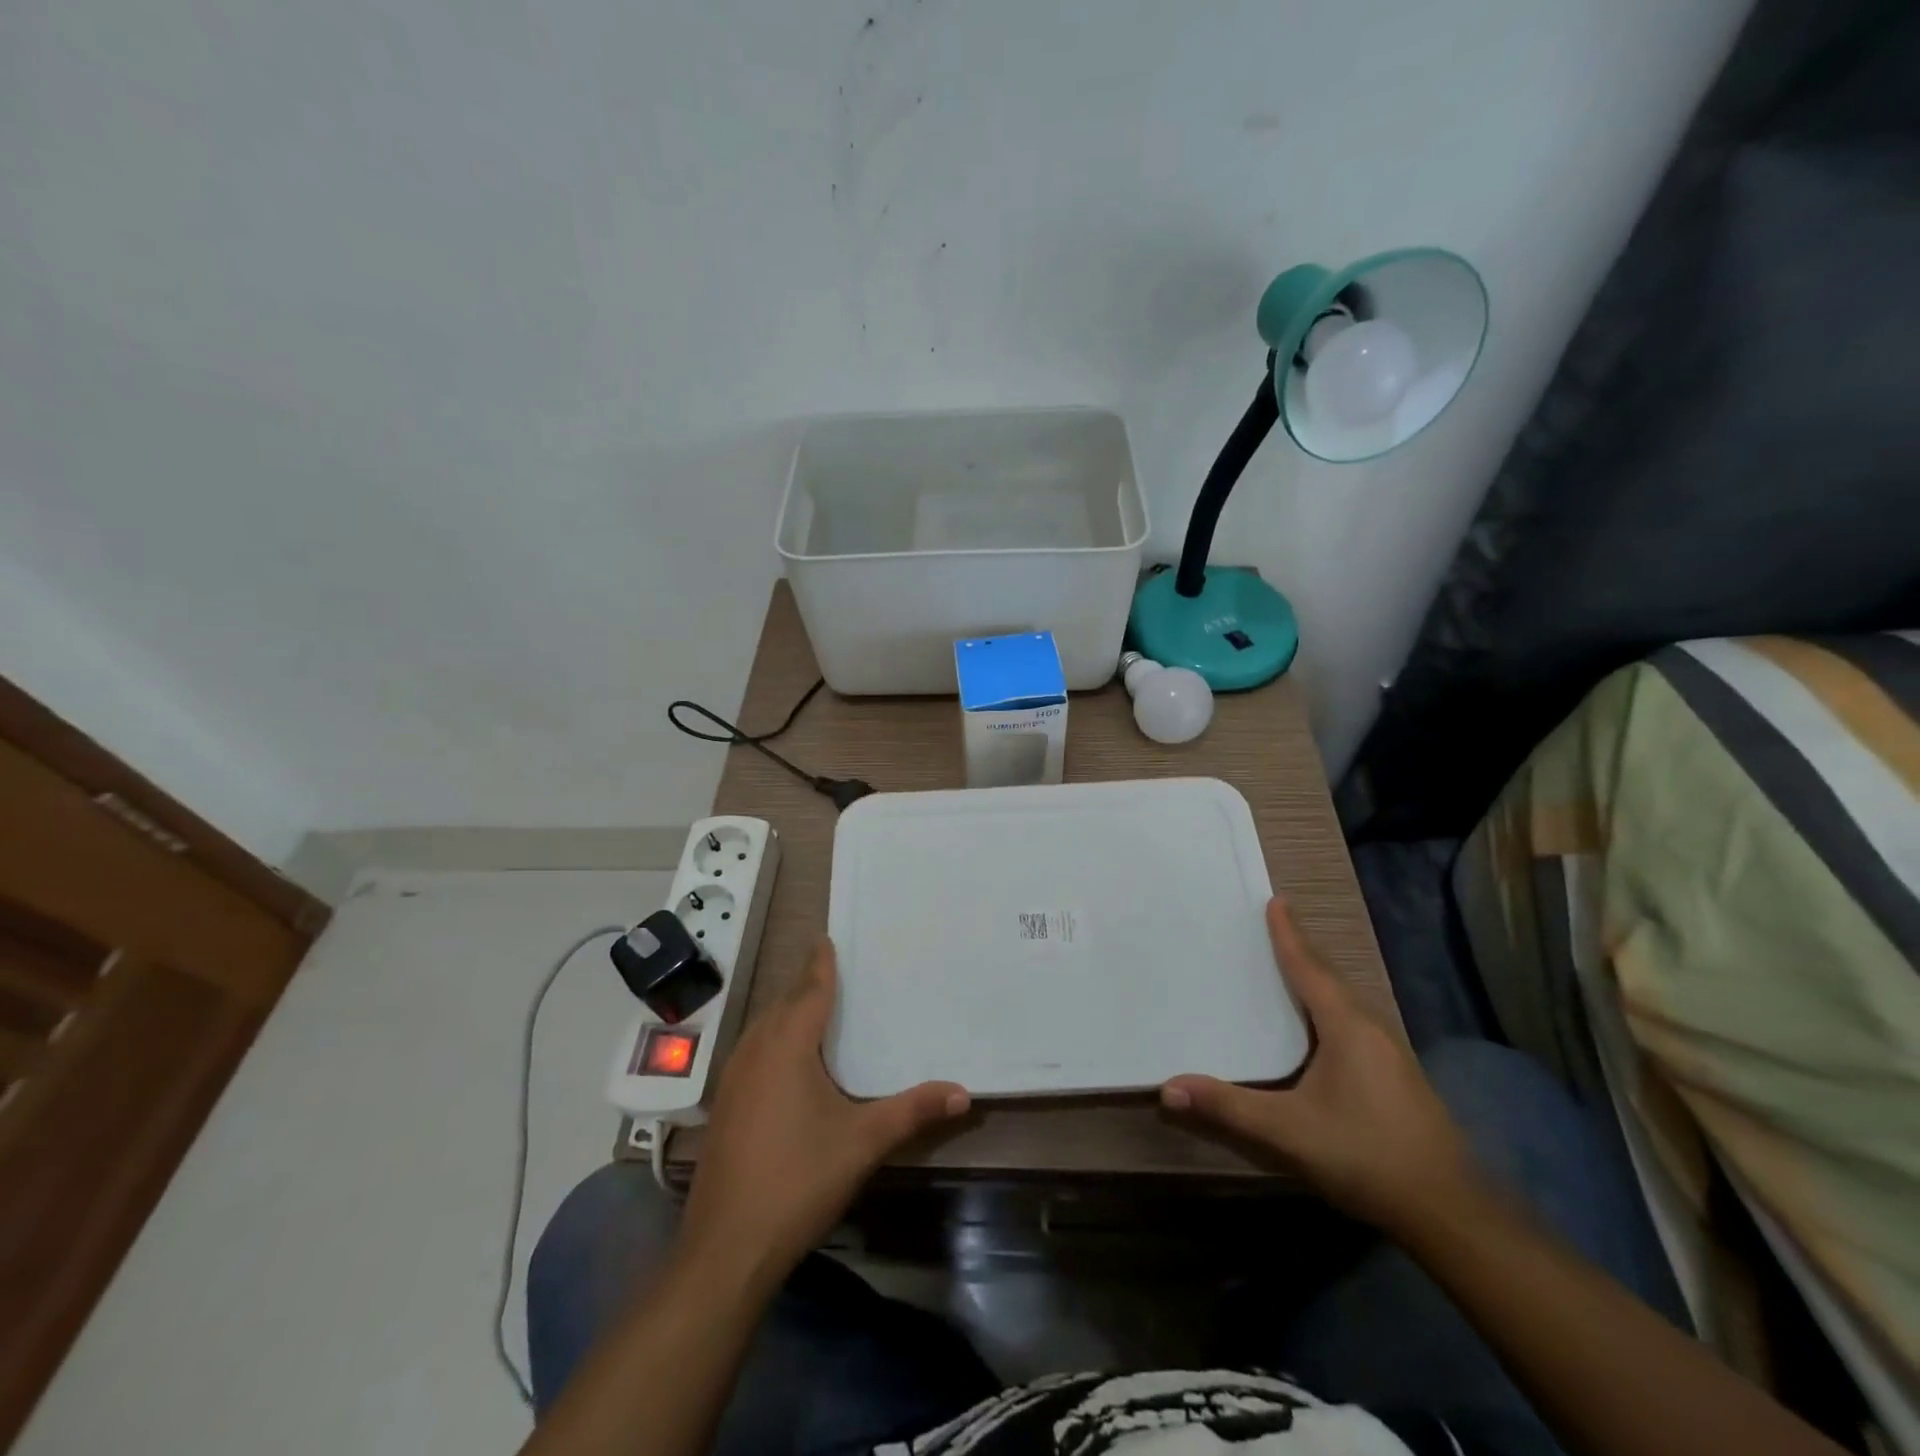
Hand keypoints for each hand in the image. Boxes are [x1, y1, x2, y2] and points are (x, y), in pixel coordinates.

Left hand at [679, 939, 969, 1280]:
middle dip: (806, 986)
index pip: (809, 990)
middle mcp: (755, 1051)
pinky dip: (772, 1040)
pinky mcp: (723, 1107)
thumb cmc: (799, 1180)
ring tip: (813, 1010)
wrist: (727, 1248)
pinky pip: (751, 1053)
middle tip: (832, 973)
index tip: (826, 937)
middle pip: (783, 1004)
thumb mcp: (863, 1141)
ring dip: (786, 1013)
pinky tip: (785, 1064)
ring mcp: (732, 1080)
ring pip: (762, 1029)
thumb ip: (913, 1111)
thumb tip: (964, 1092)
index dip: (820, 964)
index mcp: (787, 1046)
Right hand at [1162, 899, 1478, 1233]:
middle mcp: (1371, 1028)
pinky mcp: (1396, 1075)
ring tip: (1290, 965)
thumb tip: (1168, 1088)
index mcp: (1347, 1026)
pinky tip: (1318, 1023)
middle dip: (1301, 950)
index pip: (1310, 968)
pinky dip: (1328, 1004)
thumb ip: (1228, 1107)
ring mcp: (1390, 1052)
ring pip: (1345, 1000)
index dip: (1289, 935)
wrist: (1449, 1211)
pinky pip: (1353, 1020)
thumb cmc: (1366, 1156)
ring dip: (1317, 978)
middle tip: (1273, 926)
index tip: (1275, 901)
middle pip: (1330, 977)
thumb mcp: (1288, 1132)